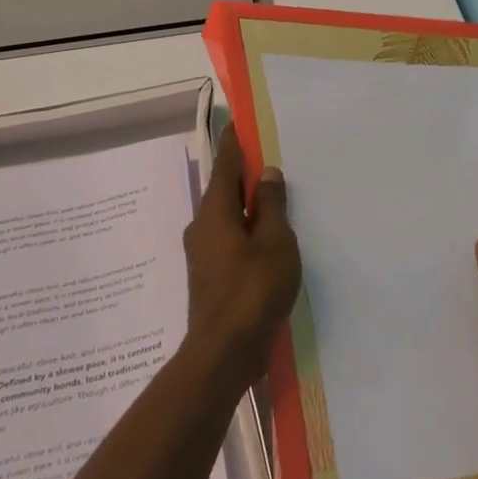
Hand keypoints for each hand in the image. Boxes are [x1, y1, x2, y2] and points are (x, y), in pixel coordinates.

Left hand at [183, 125, 300, 383]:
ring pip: (227, 218)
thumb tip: (267, 174)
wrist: (224, 353)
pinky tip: (266, 240)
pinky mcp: (210, 278)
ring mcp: (203, 255)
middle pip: (224, 191)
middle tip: (268, 161)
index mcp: (215, 212)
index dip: (235, 144)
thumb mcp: (275, 242)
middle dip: (243, 176)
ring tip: (273, 200)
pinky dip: (246, 231)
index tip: (240, 125)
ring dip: (247, 207)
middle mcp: (202, 227)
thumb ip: (271, 206)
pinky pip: (229, 241)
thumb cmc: (253, 289)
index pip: (226, 165)